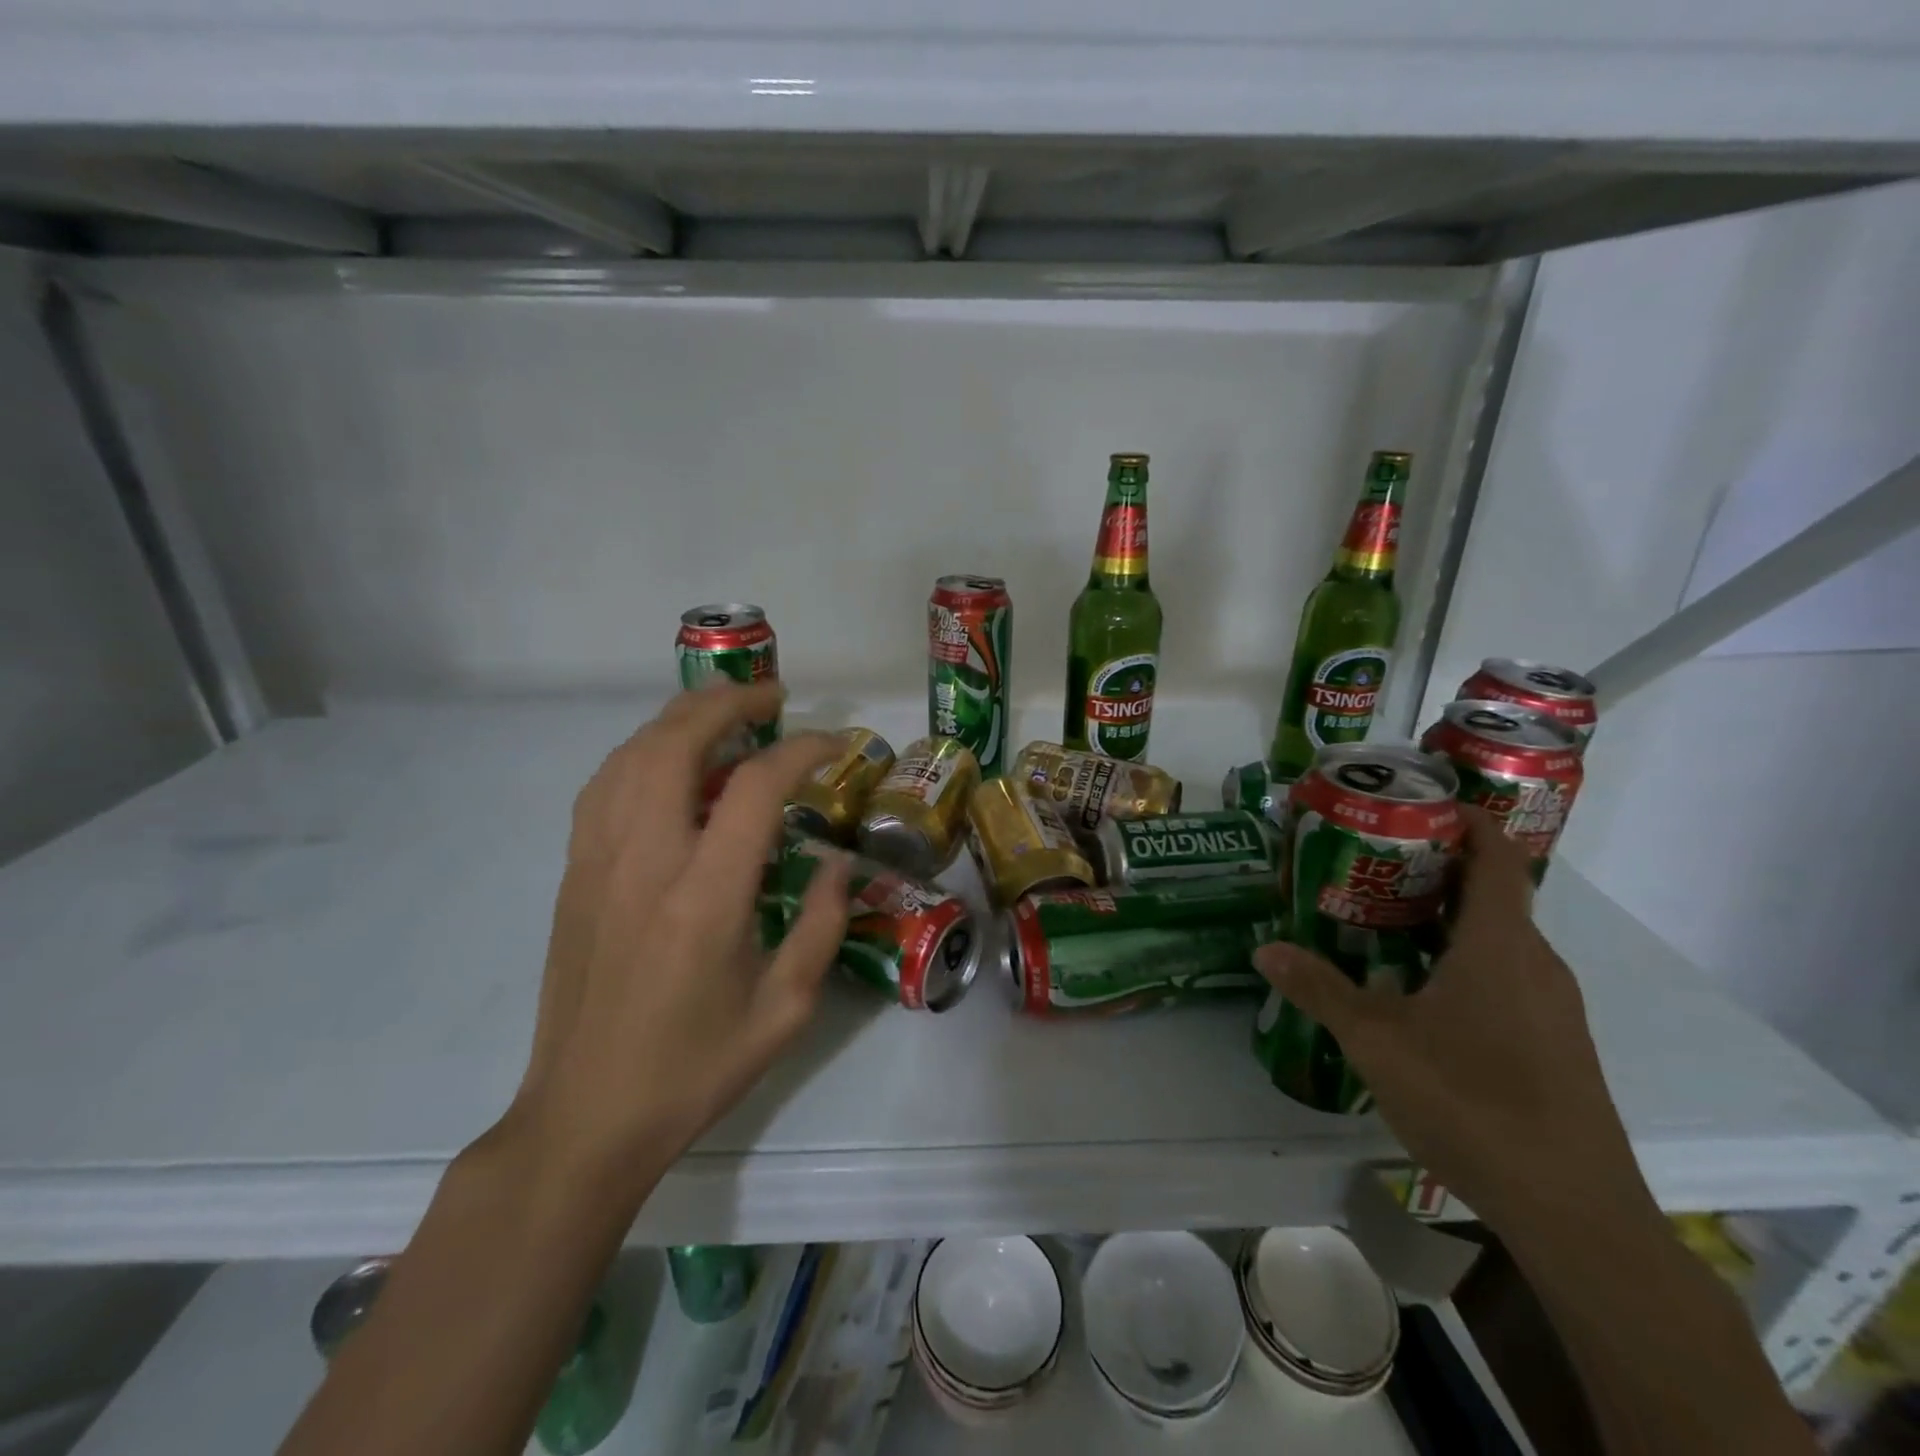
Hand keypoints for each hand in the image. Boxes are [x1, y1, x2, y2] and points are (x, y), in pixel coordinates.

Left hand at [506, 682, 849, 1198]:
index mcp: (704, 899)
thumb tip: (839, 861)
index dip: (800, 750)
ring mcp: (597, 864)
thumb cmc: (695, 1069)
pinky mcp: (574, 875)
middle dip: (726, 703)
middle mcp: (644, 863)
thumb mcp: (785, 1009)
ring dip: (680, 718)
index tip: (833, 743)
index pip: (753, 788)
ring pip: (630, 755)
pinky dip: (642, 752)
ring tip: (723, 712)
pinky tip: (670, 761)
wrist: (585, 1117)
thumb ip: (821, 924)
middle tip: (771, 694)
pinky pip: (605, 786)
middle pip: (674, 743)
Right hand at [1253, 808, 1648, 1229]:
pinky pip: (1505, 976)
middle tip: (1366, 863)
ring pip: (1496, 939)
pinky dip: (1461, 960)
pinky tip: (1416, 992)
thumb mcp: (1376, 1041)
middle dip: (1432, 870)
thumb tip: (1265, 951)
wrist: (1574, 1212)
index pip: (1498, 856)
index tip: (1418, 804)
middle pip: (1491, 894)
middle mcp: (1535, 963)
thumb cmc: (1473, 1101)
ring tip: (1379, 920)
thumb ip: (1319, 990)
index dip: (1467, 820)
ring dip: (1443, 919)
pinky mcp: (1554, 1044)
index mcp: (1500, 945)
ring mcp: (1552, 1006)